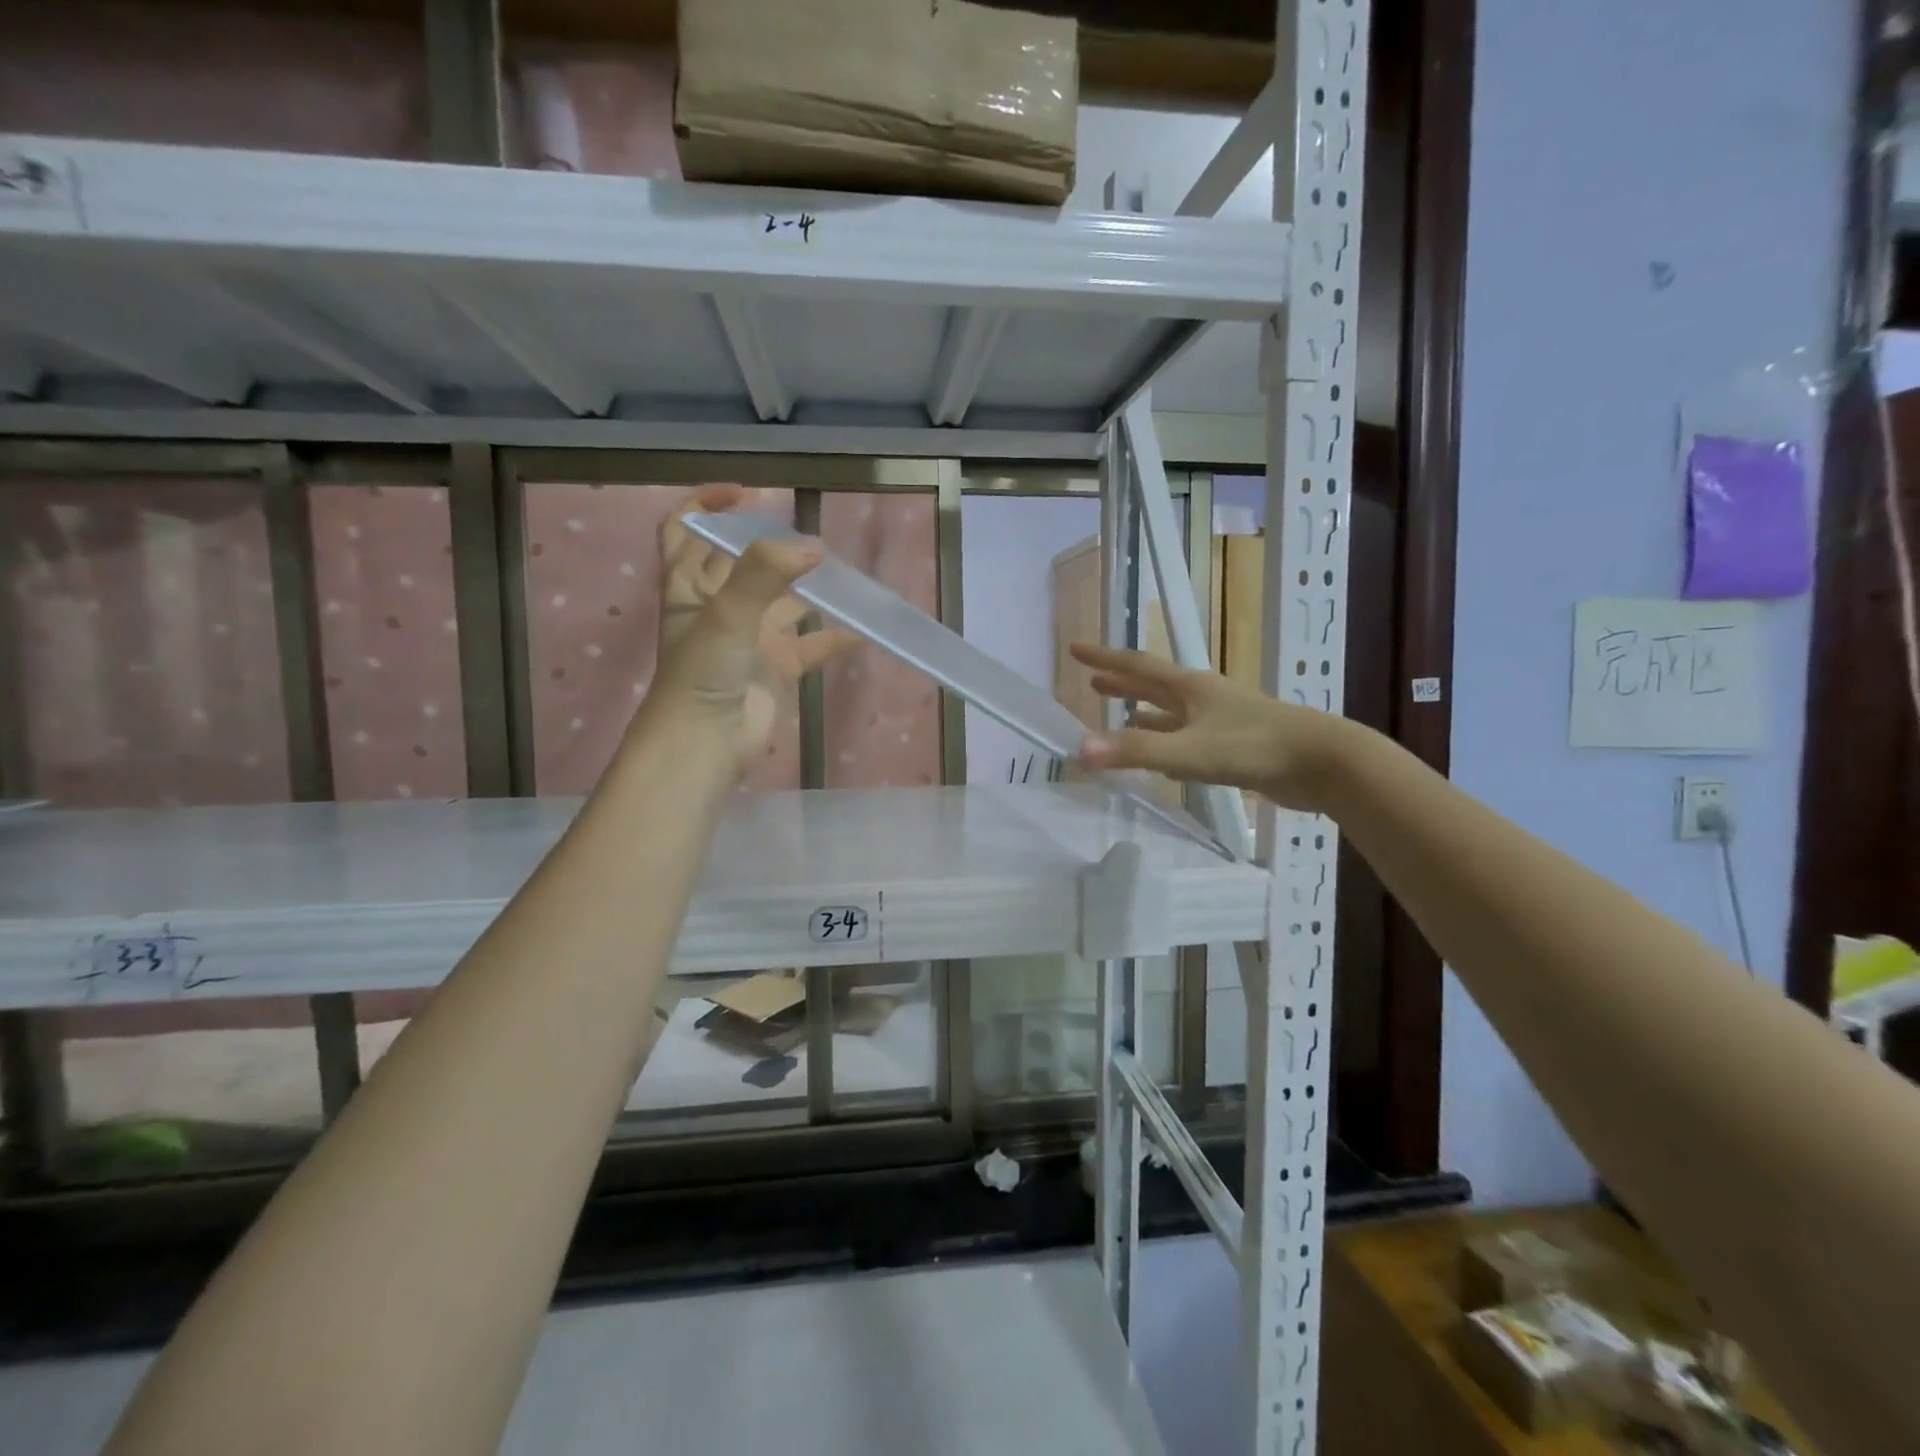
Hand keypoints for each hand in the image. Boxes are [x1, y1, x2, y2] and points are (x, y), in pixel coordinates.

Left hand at [647, 486, 856, 766]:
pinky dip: (835, 637)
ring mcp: (750, 637)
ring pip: (784, 601)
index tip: (750, 492)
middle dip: (773, 542)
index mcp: (690, 584)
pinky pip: (812, 644)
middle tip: (809, 531)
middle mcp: (719, 605)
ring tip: (843, 571)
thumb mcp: (727, 613)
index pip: (687, 528)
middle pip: (744, 561)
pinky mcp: (777, 667)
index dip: (709, 503)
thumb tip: (814, 546)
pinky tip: (864, 629)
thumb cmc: (703, 672)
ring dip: (810, 586)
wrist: (706, 744)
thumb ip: (765, 573)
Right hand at [1070, 642, 1353, 812]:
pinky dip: (1168, 740)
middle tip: (1093, 680)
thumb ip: (1136, 751)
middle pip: (1153, 685)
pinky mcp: (1234, 745)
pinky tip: (1161, 754)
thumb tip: (1080, 750)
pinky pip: (1188, 737)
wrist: (1323, 762)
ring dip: (1144, 710)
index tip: (1076, 648)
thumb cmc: (1254, 747)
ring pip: (1171, 712)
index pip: (1137, 666)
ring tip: (1120, 712)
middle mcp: (1202, 697)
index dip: (1104, 658)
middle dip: (1122, 682)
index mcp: (1190, 688)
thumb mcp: (1189, 751)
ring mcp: (1220, 720)